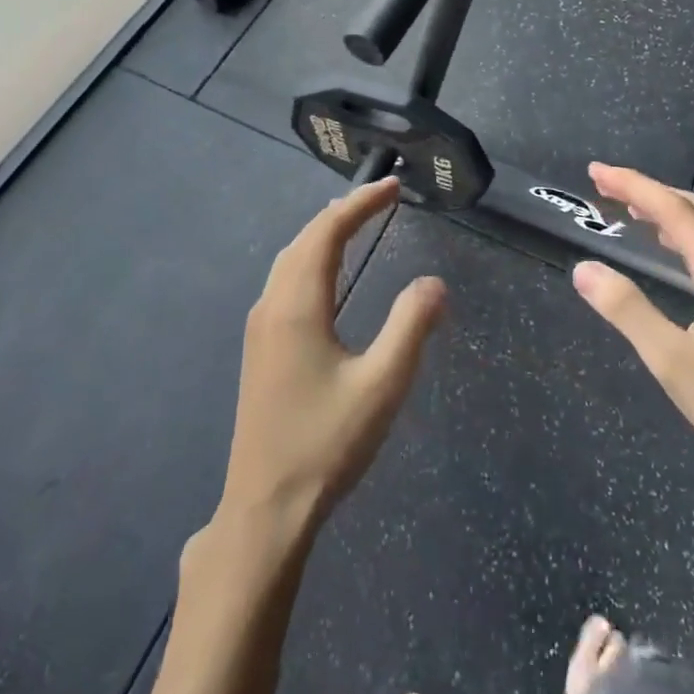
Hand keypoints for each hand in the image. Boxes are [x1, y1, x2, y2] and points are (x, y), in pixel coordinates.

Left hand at [215, 177, 445, 537]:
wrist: (266, 507)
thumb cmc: (326, 443)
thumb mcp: (382, 385)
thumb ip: (410, 327)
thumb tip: (434, 283)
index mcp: (297, 305)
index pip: (327, 232)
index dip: (359, 204)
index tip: (391, 187)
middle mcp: (272, 305)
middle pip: (304, 239)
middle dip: (342, 212)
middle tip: (380, 198)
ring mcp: (260, 327)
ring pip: (289, 259)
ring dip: (322, 234)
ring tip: (355, 223)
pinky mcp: (259, 348)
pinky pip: (284, 281)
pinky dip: (309, 258)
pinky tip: (325, 276)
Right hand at [571, 163, 693, 518]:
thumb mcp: (673, 362)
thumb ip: (627, 310)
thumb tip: (584, 269)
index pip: (672, 211)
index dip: (632, 186)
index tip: (595, 172)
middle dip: (648, 192)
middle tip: (606, 186)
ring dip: (668, 213)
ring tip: (632, 210)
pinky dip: (685, 238)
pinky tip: (674, 254)